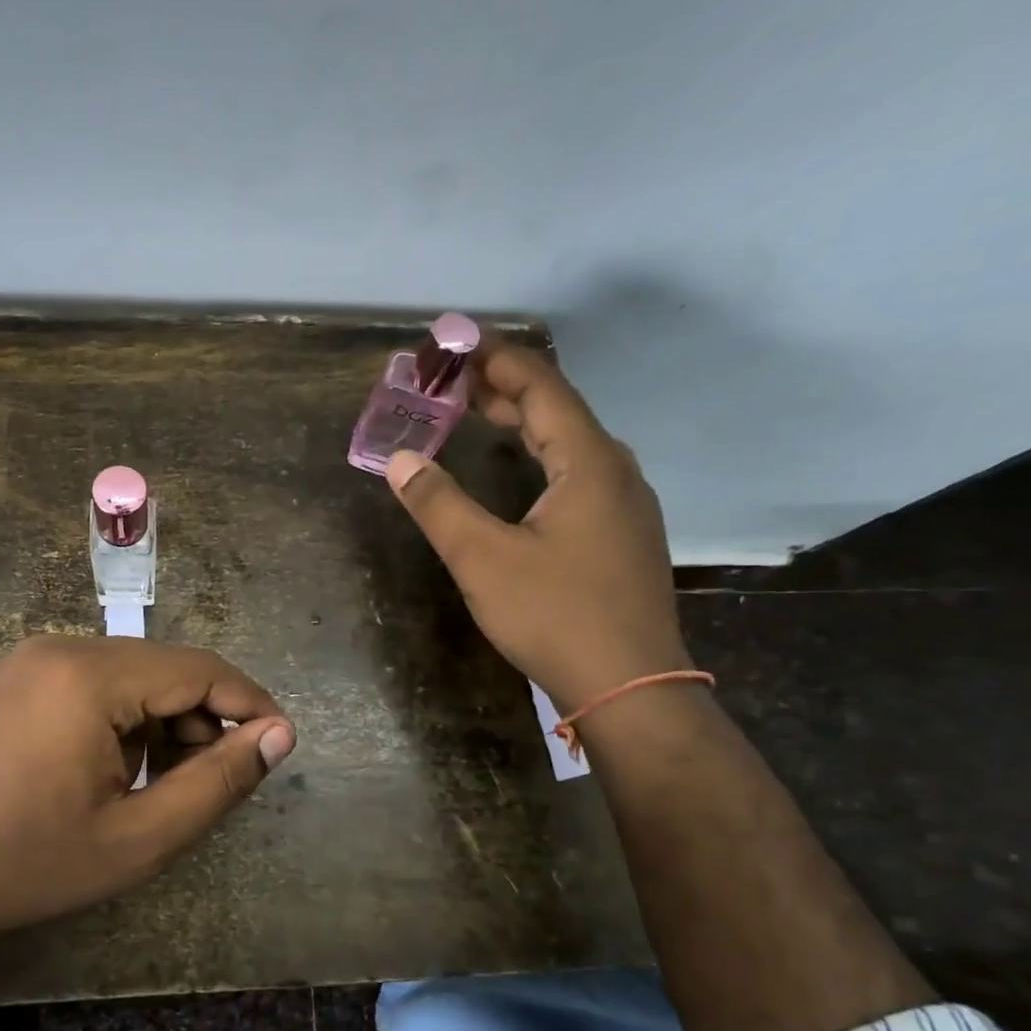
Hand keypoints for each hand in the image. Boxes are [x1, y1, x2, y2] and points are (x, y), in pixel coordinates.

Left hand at [0, 635, 294, 948]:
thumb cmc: (28, 865)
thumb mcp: (139, 837)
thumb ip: (218, 782)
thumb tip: (278, 736)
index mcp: (90, 676)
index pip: (198, 669)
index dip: (248, 703)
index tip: (278, 743)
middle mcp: (60, 647)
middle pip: (164, 669)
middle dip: (202, 719)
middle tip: (212, 781)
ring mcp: (30, 659)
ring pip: (130, 676)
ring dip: (162, 722)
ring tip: (160, 785)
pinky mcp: (14, 678)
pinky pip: (93, 684)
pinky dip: (123, 719)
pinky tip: (114, 771)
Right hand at [385, 335, 688, 712]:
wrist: (630, 686)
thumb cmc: (555, 615)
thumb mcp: (483, 559)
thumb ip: (438, 504)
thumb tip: (400, 459)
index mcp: (588, 462)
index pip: (541, 386)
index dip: (496, 359)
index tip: (454, 344)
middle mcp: (615, 472)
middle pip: (558, 410)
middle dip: (504, 388)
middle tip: (453, 379)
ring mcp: (625, 505)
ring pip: (571, 444)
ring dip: (524, 422)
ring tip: (479, 413)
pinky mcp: (622, 536)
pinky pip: (579, 473)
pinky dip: (541, 456)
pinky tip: (522, 473)